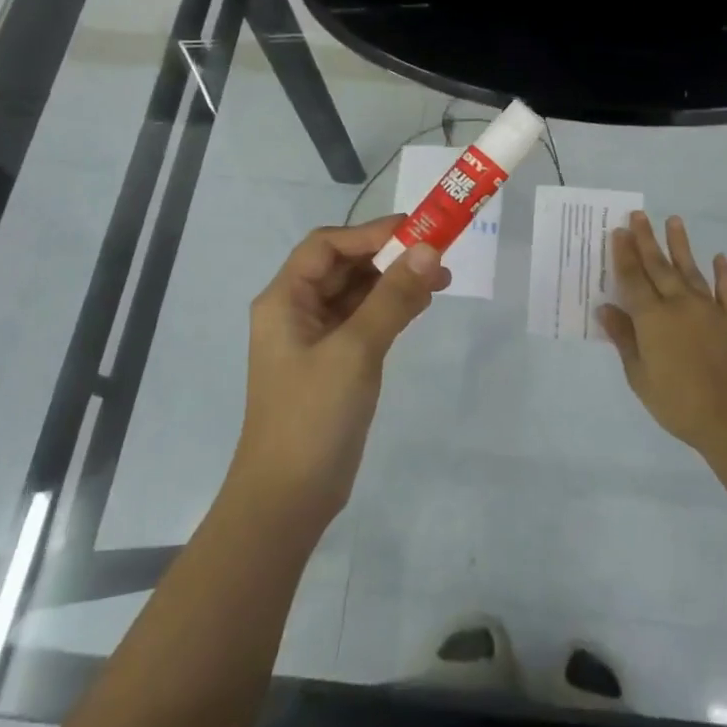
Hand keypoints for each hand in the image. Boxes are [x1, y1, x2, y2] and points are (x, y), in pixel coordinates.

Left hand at [234, 215, 449, 527]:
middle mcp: (296, 311)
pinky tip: (422, 305)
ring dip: (395, 282)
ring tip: (441, 279)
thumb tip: (428, 249)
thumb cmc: (313, 416)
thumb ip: (392, 297)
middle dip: (389, 257)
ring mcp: (316, 339)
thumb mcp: (355, 350)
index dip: (370, 233)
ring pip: (358, 294)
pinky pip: (365, 321)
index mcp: (284, 300)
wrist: (289, 498)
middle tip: (438, 254)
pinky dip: (392, 308)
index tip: (417, 229)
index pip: (326, 246)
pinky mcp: (335, 363)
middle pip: (343, 266)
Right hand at [597, 211, 726, 451]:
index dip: (624, 254)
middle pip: (659, 267)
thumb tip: (605, 308)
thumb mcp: (639, 376)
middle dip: (646, 240)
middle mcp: (680, 304)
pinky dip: (724, 273)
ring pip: (692, 270)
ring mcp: (711, 309)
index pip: (633, 279)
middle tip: (639, 215)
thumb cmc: (678, 402)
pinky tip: (720, 258)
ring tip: (674, 221)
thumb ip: (624, 339)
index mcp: (652, 318)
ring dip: (681, 246)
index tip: (619, 231)